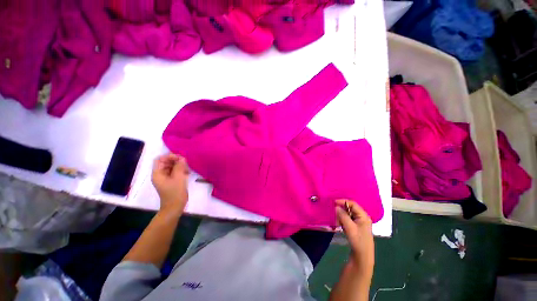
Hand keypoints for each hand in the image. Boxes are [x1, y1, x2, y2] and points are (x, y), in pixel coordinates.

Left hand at [152, 153, 188, 214]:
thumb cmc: (175, 193)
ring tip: (187, 168)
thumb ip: (179, 167)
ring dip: (179, 165)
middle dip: (175, 161)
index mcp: (157, 174)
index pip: (160, 159)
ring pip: (171, 167)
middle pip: (166, 162)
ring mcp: (165, 178)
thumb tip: (182, 158)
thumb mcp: (179, 178)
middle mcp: (160, 175)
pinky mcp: (171, 181)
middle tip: (186, 162)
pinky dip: (180, 170)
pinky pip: (174, 172)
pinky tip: (187, 172)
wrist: (175, 207)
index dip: (169, 156)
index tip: (180, 158)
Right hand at [335, 199, 374, 274]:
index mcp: (363, 216)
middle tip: (335, 214)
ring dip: (341, 216)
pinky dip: (343, 221)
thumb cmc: (358, 241)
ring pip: (348, 214)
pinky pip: (348, 220)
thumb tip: (336, 206)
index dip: (343, 201)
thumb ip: (343, 215)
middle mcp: (362, 217)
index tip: (333, 202)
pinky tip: (340, 226)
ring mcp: (360, 223)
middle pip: (350, 209)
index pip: (353, 204)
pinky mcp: (356, 227)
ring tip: (338, 222)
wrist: (362, 257)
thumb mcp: (350, 227)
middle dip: (341, 210)